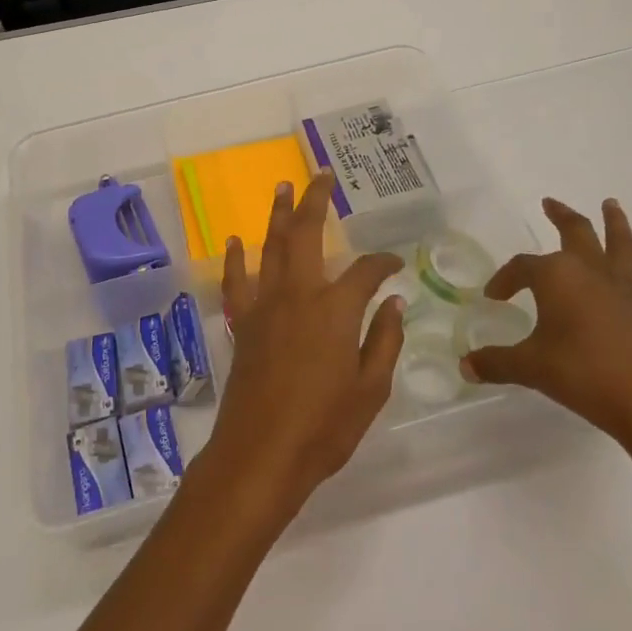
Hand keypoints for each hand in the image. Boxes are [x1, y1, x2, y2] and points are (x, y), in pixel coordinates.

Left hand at [203, 171, 404, 520]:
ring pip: (271, 246)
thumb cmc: (324, 427)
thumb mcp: (371, 389)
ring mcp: (264, 305)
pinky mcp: (242, 322)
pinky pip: (236, 281)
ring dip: (277, 214)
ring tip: (282, 186)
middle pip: (306, 233)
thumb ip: (385, 340)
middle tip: (322, 176)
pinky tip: (236, 241)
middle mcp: (298, 294)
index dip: (383, 264)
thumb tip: (395, 302)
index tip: (394, 265)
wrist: (261, 454)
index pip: (365, 271)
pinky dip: (236, 259)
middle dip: (315, 200)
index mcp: (335, 309)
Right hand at [460, 197, 631, 446]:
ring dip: (616, 224)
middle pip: (576, 233)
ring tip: (611, 204)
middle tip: (550, 203)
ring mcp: (628, 291)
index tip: (494, 297)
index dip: (505, 279)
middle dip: (561, 216)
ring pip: (622, 246)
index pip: (522, 267)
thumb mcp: (530, 368)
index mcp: (557, 277)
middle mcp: (592, 272)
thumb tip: (465, 366)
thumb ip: (496, 363)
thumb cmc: (581, 375)